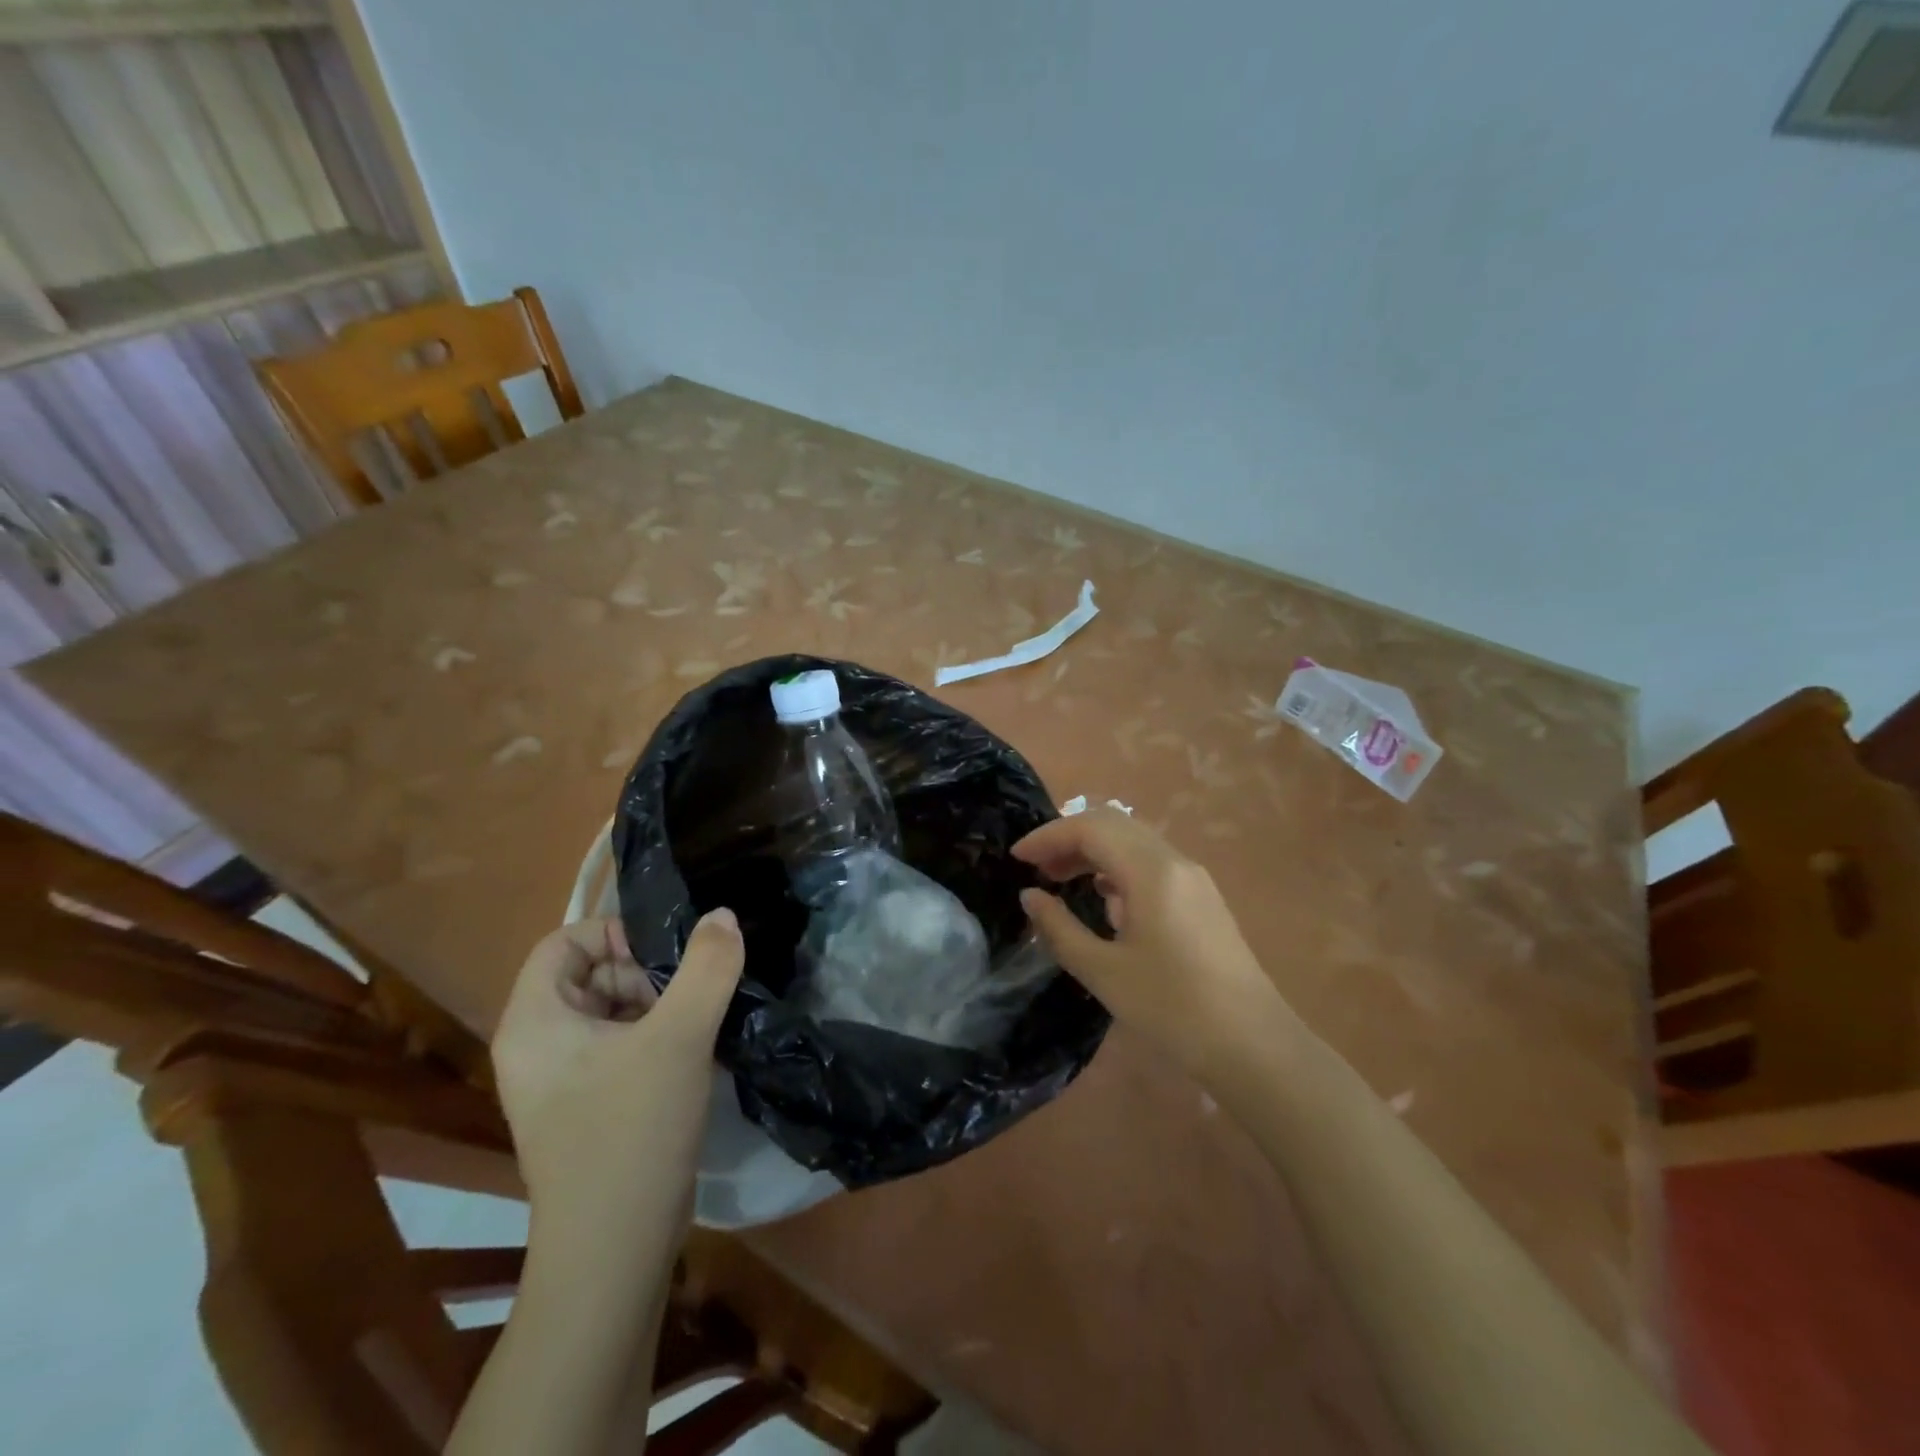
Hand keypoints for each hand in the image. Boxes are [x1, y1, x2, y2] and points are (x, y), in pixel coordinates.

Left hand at [492, 911, 742, 1224]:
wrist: (615, 1250)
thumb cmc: (633, 1129)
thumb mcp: (680, 1036)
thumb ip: (707, 966)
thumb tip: (722, 915)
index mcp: (534, 1021)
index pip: (564, 942)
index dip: (615, 934)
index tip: (667, 955)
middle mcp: (535, 1046)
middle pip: (589, 974)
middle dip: (642, 974)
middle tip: (686, 997)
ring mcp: (558, 1082)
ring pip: (608, 1011)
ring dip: (655, 1006)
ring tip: (694, 1027)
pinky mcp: (584, 1107)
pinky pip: (616, 1047)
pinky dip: (653, 1038)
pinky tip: (689, 1056)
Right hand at [1014, 808, 1279, 1073]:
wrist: (1254, 1046)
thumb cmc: (1173, 1010)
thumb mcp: (1104, 972)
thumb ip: (1059, 929)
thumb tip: (1030, 896)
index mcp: (1151, 871)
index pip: (1090, 828)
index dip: (1048, 836)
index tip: (1017, 857)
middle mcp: (1174, 861)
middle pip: (1113, 824)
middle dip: (1069, 837)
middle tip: (1036, 866)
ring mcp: (1193, 878)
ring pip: (1133, 841)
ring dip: (1093, 850)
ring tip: (1060, 879)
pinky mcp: (1202, 898)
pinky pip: (1151, 862)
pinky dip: (1117, 866)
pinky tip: (1102, 898)